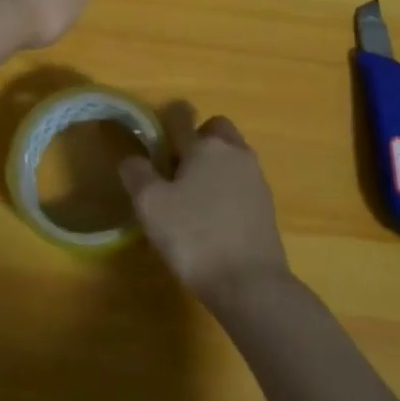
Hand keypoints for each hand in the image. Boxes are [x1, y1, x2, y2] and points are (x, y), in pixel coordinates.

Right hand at [120, 115, 291, 305]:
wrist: (250, 283)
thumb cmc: (194, 237)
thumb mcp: (150, 205)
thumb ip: (137, 174)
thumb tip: (132, 159)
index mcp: (205, 146)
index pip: (182, 117)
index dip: (165, 123)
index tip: (153, 141)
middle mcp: (234, 153)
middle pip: (216, 130)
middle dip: (198, 139)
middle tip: (177, 168)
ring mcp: (256, 179)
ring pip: (232, 155)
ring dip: (215, 164)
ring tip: (193, 197)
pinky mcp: (267, 205)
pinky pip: (242, 182)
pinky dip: (228, 189)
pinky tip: (214, 218)